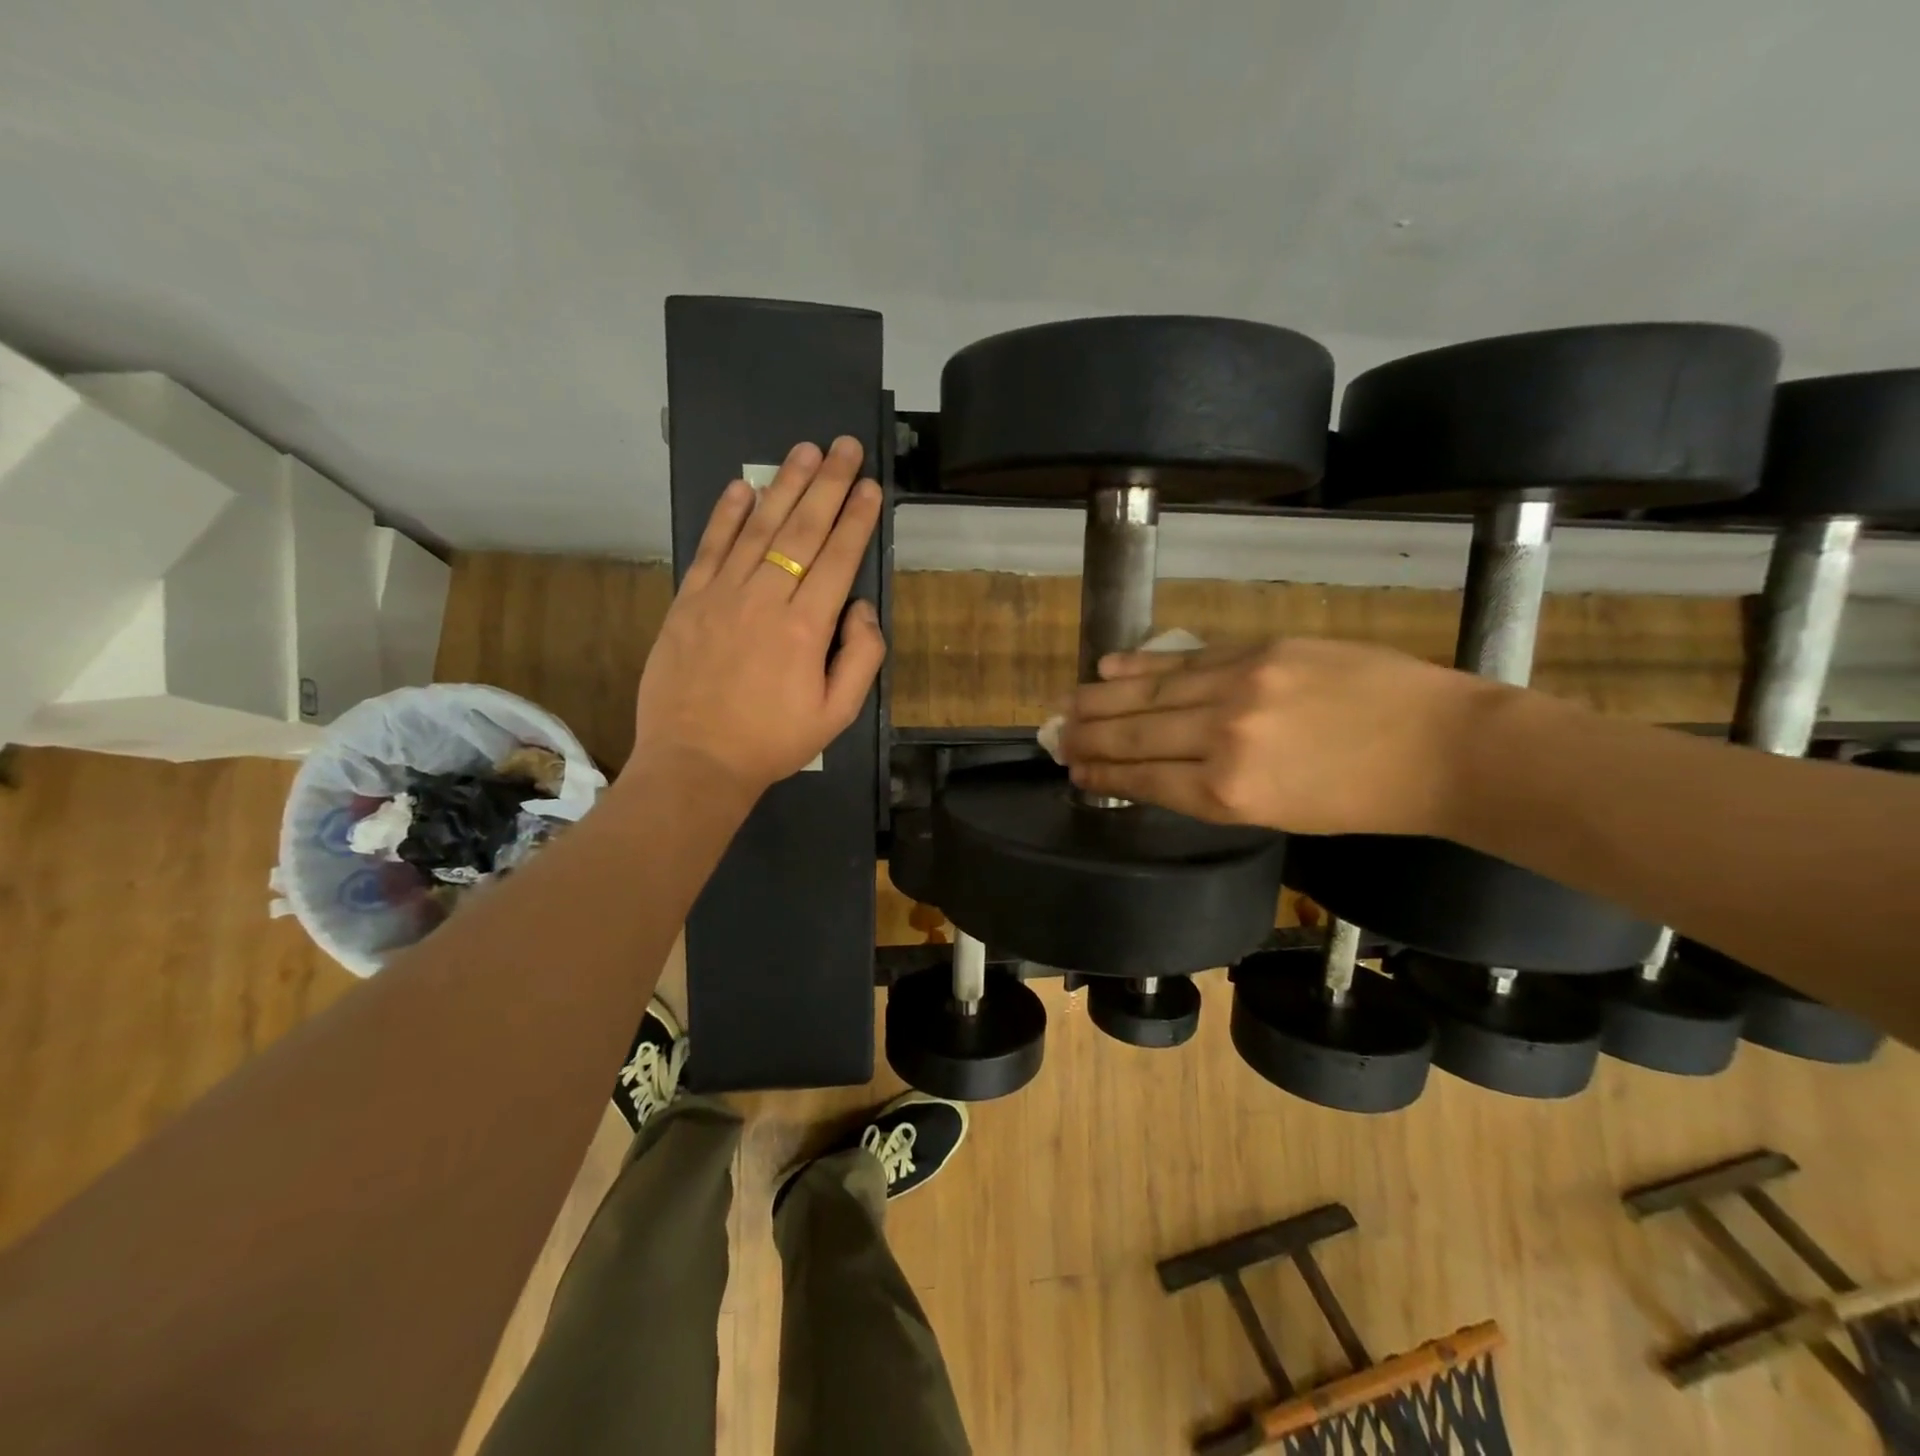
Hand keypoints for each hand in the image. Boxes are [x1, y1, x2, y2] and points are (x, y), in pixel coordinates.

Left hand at [628, 436, 885, 798]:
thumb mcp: (837, 714)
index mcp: (806, 628)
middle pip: (801, 530)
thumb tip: (861, 606)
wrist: (695, 762)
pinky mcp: (688, 601)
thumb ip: (861, 657)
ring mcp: (721, 595)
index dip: (857, 519)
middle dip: (828, 484)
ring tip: (805, 450)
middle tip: (846, 446)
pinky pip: (710, 548)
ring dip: (784, 485)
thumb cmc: (773, 742)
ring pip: (758, 529)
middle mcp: (765, 599)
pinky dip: (726, 515)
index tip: (871, 486)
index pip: (837, 558)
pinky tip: (743, 487)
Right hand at [1057, 638, 1495, 835]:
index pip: (1145, 779)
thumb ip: (1213, 790)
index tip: (1075, 770)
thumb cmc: (1365, 799)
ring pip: (1151, 692)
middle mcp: (1223, 738)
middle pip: (1137, 735)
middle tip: (1056, 737)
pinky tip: (1110, 667)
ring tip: (1069, 703)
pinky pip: (1188, 659)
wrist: (1444, 747)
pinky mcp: (1262, 651)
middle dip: (1090, 738)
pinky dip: (1144, 664)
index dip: (1104, 774)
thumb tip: (1157, 769)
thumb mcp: (1281, 814)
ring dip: (1103, 700)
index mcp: (1230, 792)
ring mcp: (1241, 687)